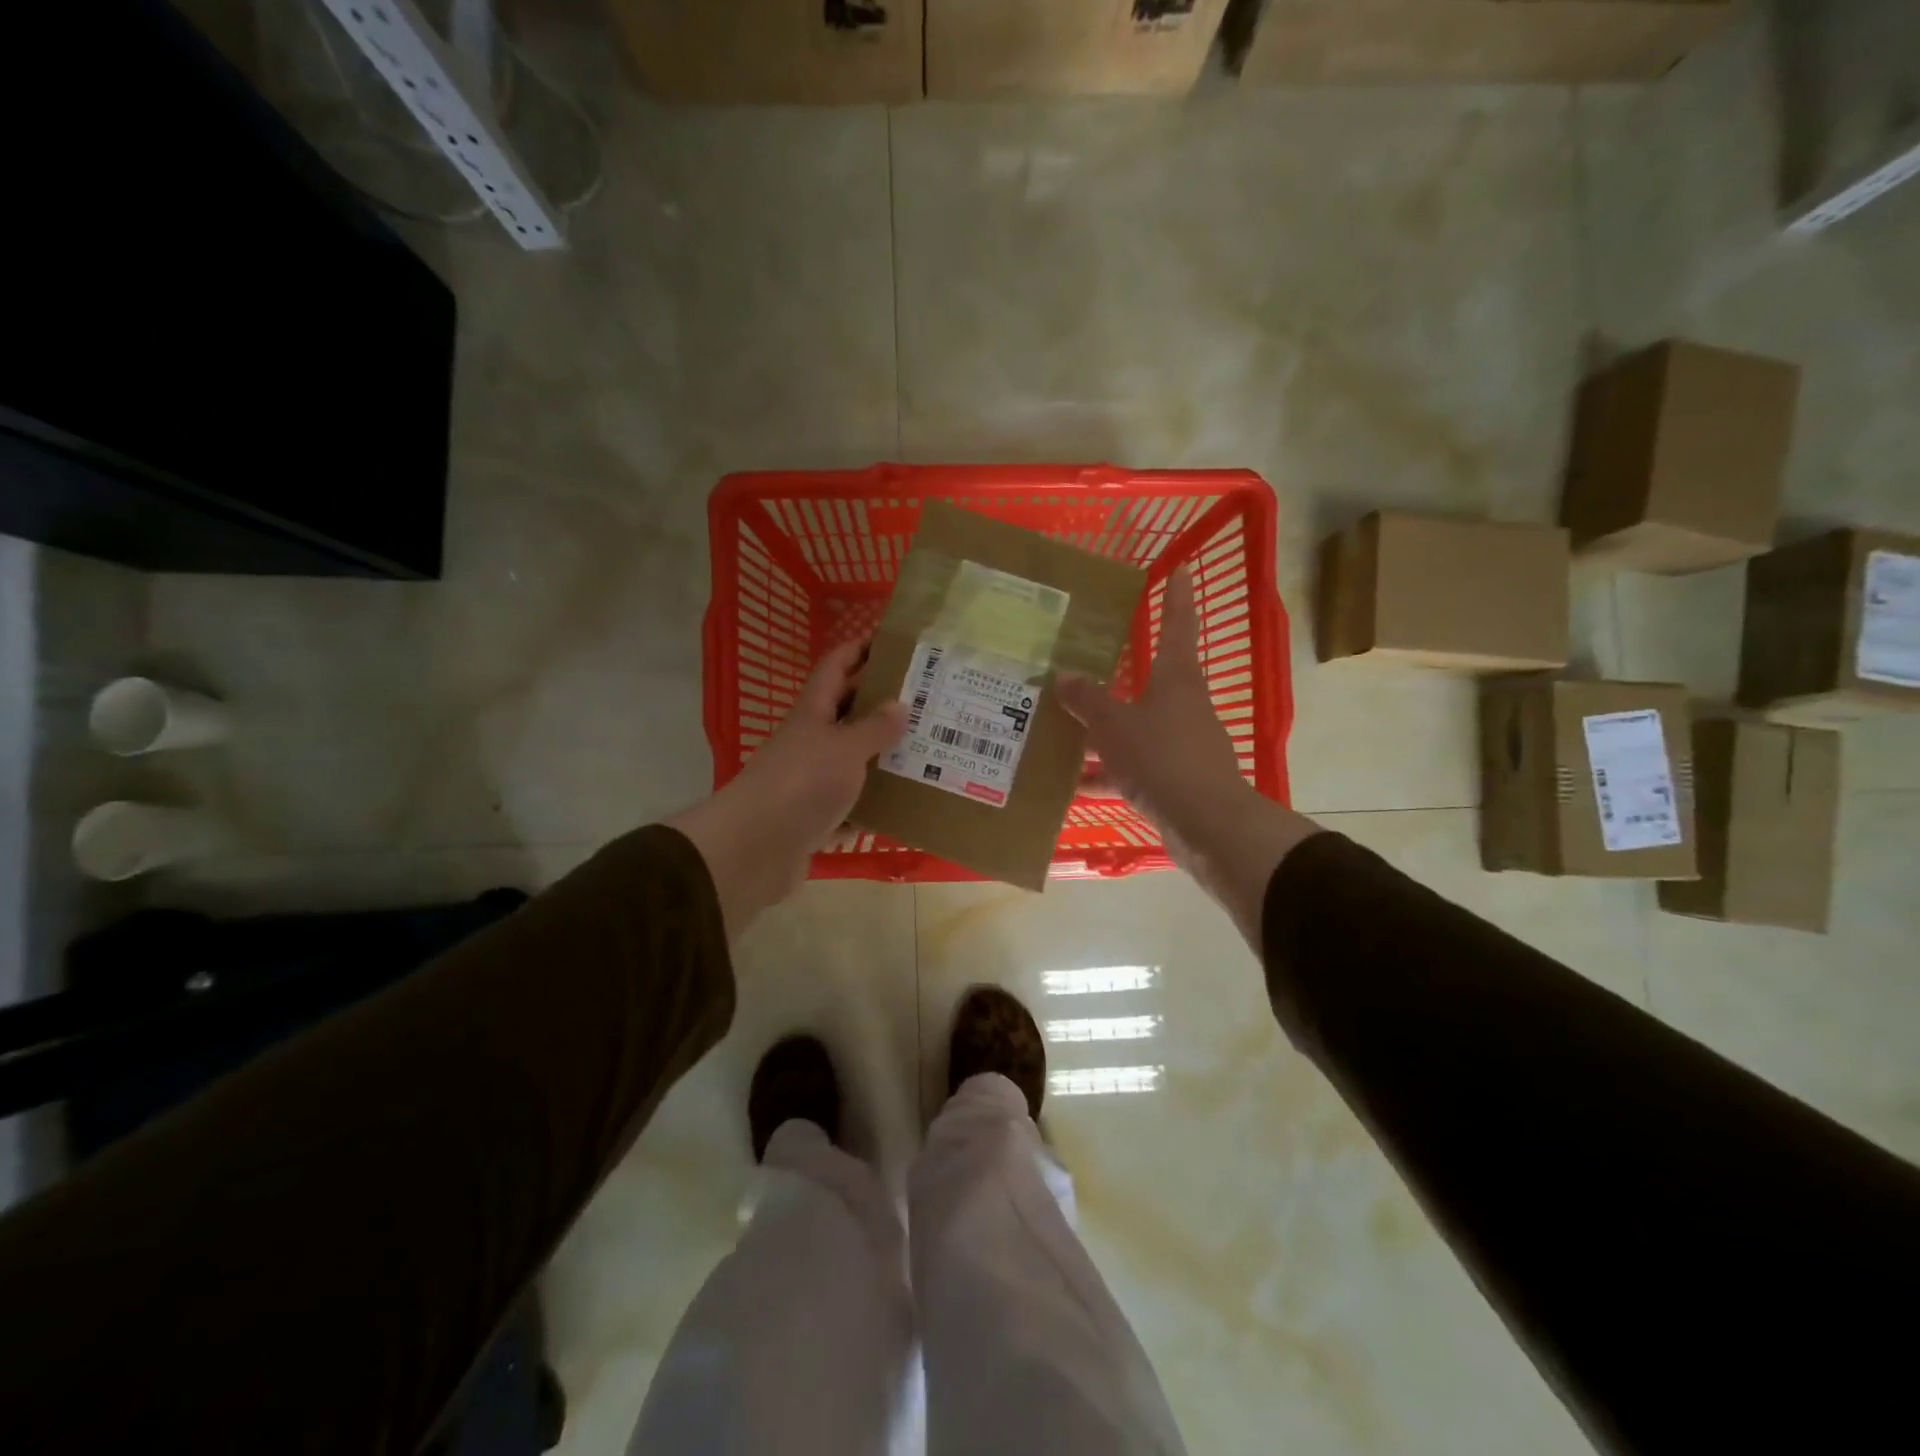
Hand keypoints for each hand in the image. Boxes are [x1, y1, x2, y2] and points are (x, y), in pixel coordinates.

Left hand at [669, 640, 906, 937]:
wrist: (754, 849)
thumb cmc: (801, 784)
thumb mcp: (844, 749)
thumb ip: (874, 728)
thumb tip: (900, 703)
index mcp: (813, 713)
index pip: (835, 667)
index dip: (859, 648)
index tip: (893, 641)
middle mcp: (811, 742)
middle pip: (847, 712)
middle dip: (882, 703)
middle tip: (927, 699)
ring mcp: (811, 781)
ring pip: (853, 760)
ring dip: (883, 756)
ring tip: (927, 749)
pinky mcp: (815, 818)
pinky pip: (852, 805)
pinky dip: (873, 804)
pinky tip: (904, 804)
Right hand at [1056, 567, 1249, 865]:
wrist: (1206, 824)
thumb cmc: (1162, 758)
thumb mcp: (1114, 725)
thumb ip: (1087, 701)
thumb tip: (1063, 676)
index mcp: (1176, 680)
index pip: (1177, 626)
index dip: (1176, 597)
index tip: (1177, 569)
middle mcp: (1184, 706)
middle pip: (1152, 681)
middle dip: (1121, 676)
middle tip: (1088, 663)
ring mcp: (1183, 745)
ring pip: (1138, 728)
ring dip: (1106, 732)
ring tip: (1066, 732)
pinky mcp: (1178, 781)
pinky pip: (1135, 768)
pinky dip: (1109, 774)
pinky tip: (1077, 786)